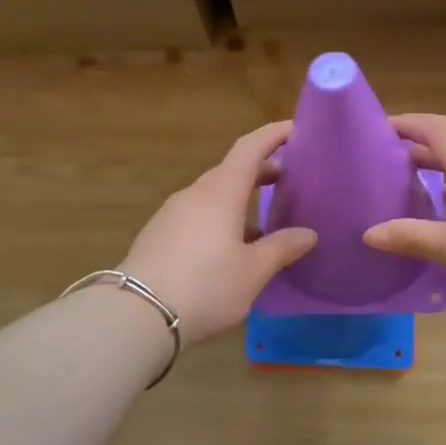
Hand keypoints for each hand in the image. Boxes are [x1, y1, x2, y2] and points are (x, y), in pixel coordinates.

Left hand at [120, 121, 316, 344]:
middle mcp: (195, 194)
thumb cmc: (205, 286)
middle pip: (231, 171)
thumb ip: (281, 248)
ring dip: (239, 198)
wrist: (136, 315)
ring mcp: (172, 213)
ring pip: (213, 195)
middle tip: (287, 179)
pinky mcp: (158, 234)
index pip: (250, 149)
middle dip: (260, 170)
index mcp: (221, 192)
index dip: (272, 135)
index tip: (294, 129)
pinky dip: (220, 217)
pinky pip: (197, 214)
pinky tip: (229, 247)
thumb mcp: (253, 271)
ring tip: (263, 222)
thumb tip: (308, 233)